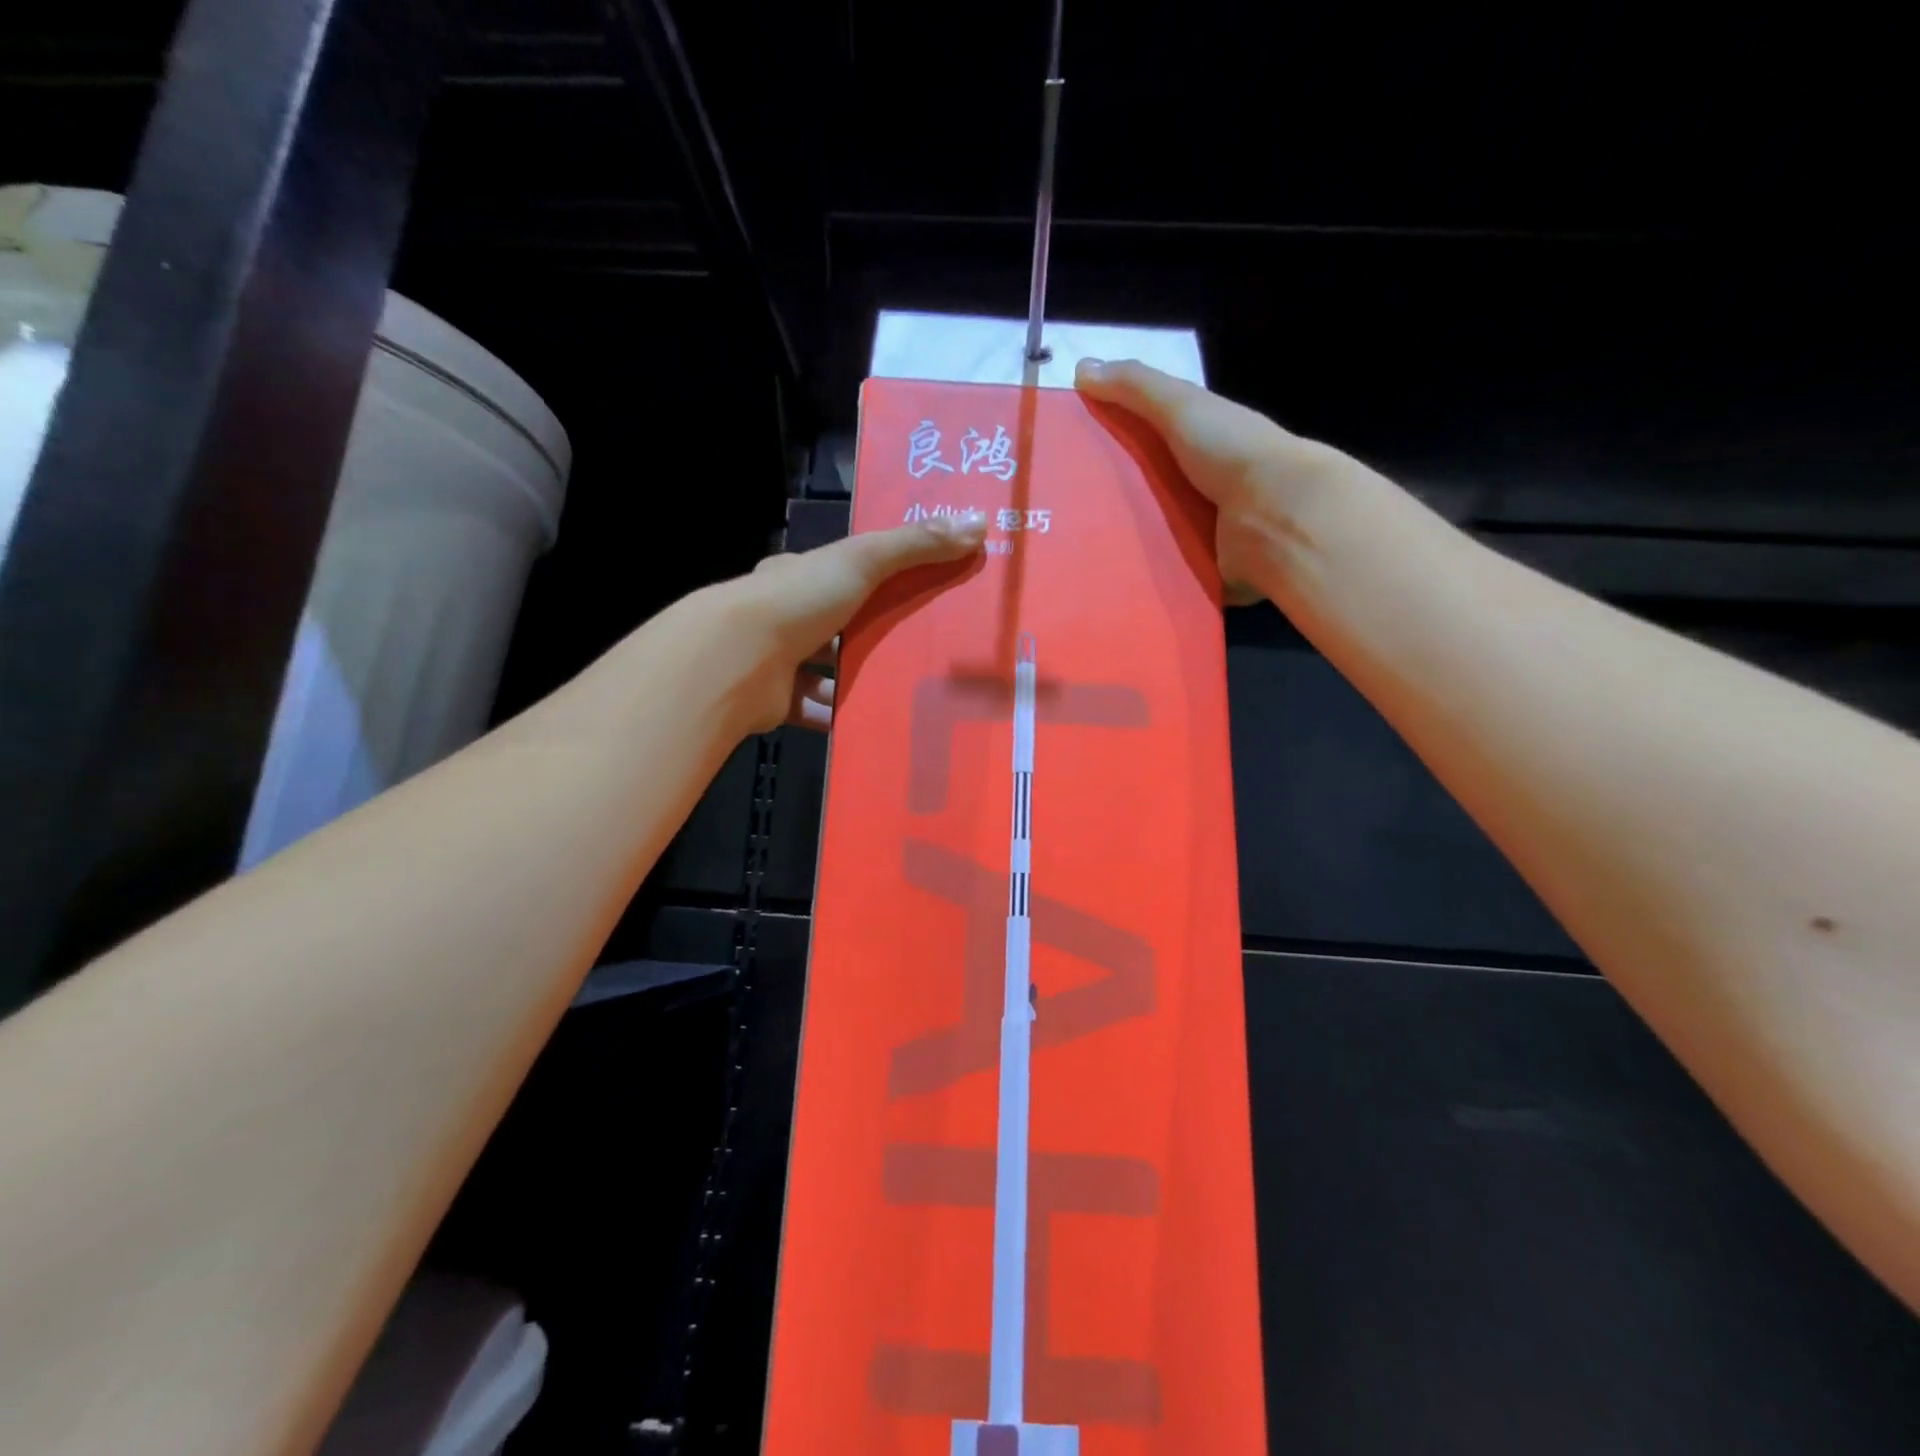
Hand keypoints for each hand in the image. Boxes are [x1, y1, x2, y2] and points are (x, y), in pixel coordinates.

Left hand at [718, 510, 987, 734]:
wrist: (738, 660)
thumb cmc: (800, 600)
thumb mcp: (863, 559)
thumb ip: (916, 545)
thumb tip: (978, 521)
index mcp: (798, 577)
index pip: (840, 573)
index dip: (876, 579)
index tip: (916, 590)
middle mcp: (784, 616)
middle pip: (838, 625)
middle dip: (874, 635)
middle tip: (924, 647)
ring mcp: (778, 662)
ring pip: (829, 672)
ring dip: (861, 680)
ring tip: (909, 688)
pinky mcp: (778, 703)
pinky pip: (818, 711)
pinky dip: (842, 716)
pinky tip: (876, 721)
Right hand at [1074, 357, 1375, 603]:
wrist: (1279, 517)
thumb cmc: (1231, 452)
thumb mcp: (1181, 406)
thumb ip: (1135, 387)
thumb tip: (1082, 368)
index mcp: (1200, 442)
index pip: (1146, 441)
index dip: (1109, 444)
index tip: (1066, 457)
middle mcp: (1202, 485)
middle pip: (1143, 492)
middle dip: (1106, 502)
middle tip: (1059, 513)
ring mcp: (1204, 530)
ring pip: (1150, 536)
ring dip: (1120, 544)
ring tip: (1072, 553)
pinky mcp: (1202, 569)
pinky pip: (1164, 574)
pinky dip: (1141, 576)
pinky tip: (1104, 580)